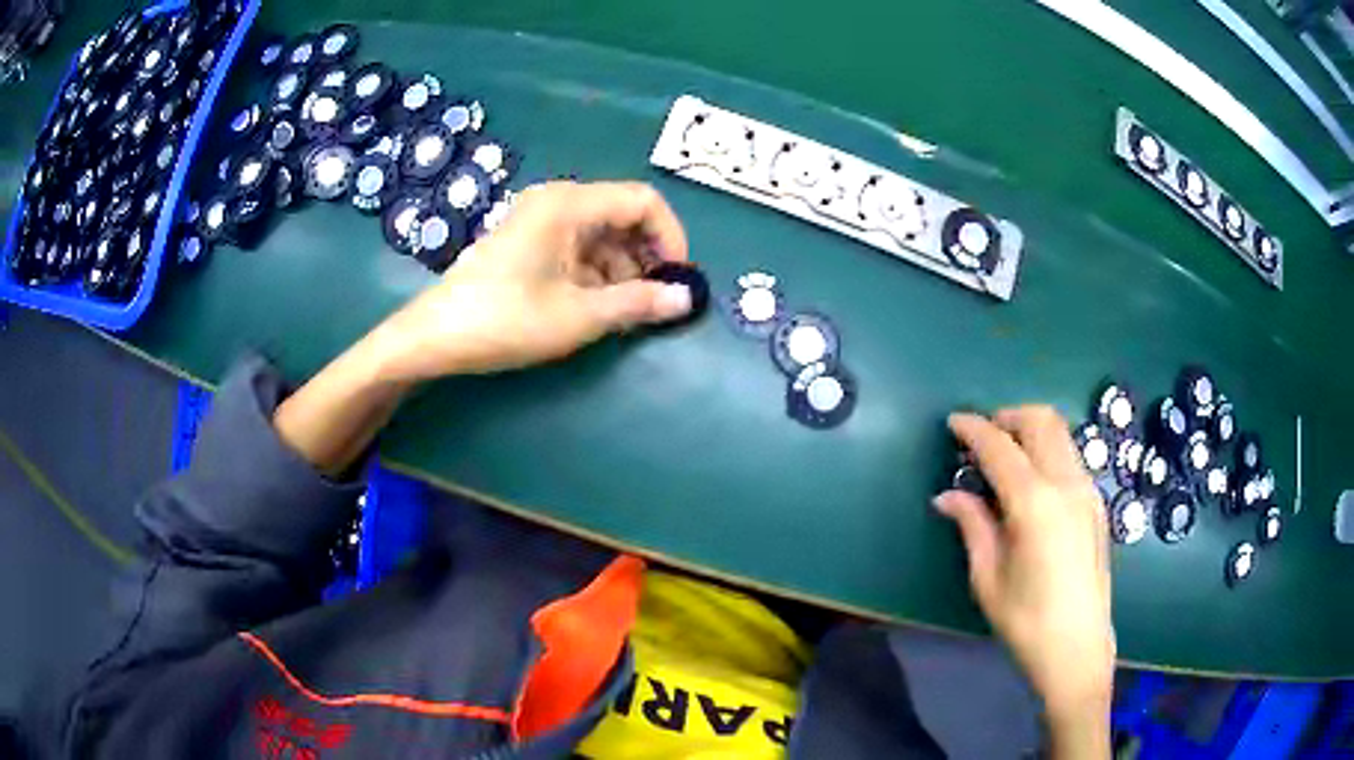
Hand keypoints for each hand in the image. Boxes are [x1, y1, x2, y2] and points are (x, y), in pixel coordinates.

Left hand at [374, 181, 693, 379]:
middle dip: (648, 257)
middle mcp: (557, 202)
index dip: (671, 237)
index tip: (679, 280)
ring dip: (623, 271)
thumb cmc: (506, 319)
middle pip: (623, 216)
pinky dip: (597, 275)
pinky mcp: (529, 243)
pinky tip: (599, 309)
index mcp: (570, 203)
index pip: (643, 201)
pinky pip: (578, 249)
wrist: (435, 336)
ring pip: (602, 236)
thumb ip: (638, 303)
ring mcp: (540, 221)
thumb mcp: (579, 315)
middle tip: (658, 301)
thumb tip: (686, 299)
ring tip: (628, 313)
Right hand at [935, 407, 1114, 730]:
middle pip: (1040, 421)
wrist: (1078, 647)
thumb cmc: (1025, 620)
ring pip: (1060, 433)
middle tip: (981, 439)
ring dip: (1029, 431)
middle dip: (1007, 417)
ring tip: (1004, 458)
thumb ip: (972, 525)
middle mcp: (1066, 483)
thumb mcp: (988, 577)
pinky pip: (1070, 457)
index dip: (973, 429)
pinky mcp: (1097, 504)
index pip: (1000, 446)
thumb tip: (947, 496)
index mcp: (1034, 502)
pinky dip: (1046, 452)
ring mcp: (1087, 490)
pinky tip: (1030, 485)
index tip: (952, 423)